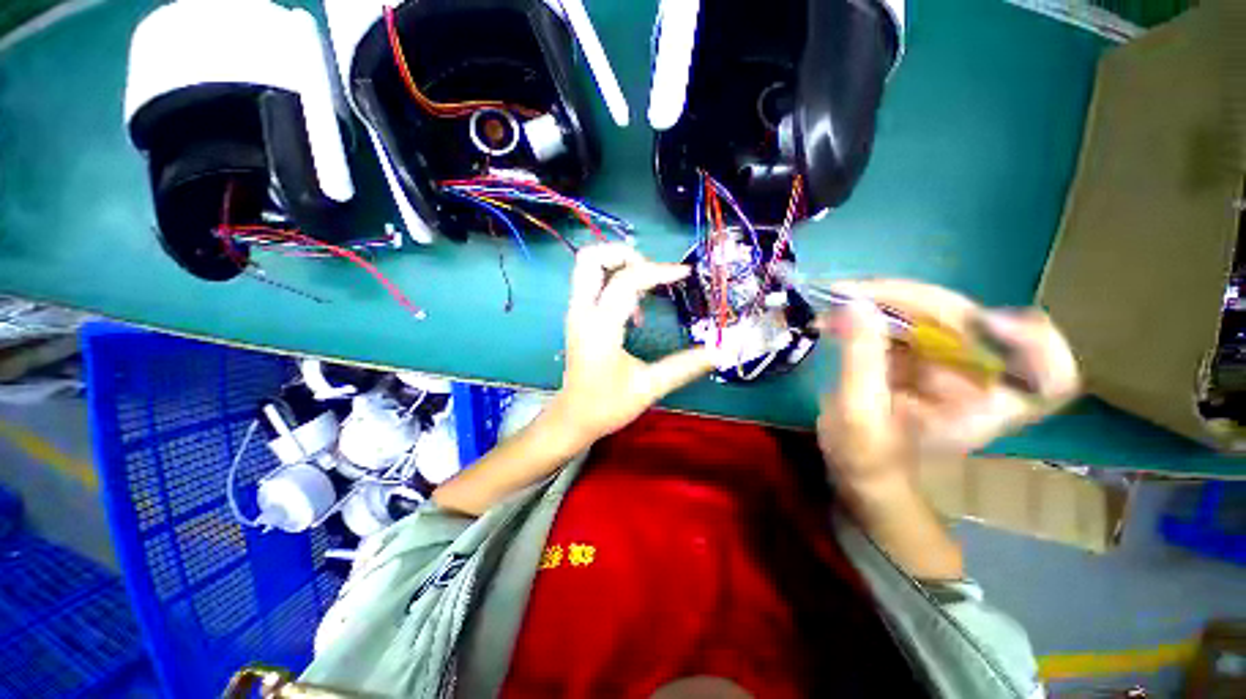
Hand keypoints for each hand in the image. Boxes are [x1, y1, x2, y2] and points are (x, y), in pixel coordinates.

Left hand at [549, 244, 714, 445]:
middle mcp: (582, 312)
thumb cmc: (606, 406)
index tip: (683, 274)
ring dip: (618, 264)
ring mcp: (575, 312)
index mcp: (600, 327)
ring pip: (587, 266)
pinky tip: (634, 308)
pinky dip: (613, 279)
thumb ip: (684, 367)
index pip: (626, 281)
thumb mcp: (649, 387)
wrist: (573, 418)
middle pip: (590, 257)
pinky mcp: (577, 317)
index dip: (657, 271)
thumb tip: (720, 351)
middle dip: (624, 254)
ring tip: (646, 287)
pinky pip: (591, 282)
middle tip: (651, 271)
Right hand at [818, 279, 1079, 489]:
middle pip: (969, 321)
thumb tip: (855, 305)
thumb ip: (860, 359)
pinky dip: (874, 309)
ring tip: (839, 296)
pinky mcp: (921, 353)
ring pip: (934, 311)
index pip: (1049, 377)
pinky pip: (906, 318)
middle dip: (911, 300)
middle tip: (854, 293)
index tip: (988, 323)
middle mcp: (976, 378)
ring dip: (885, 299)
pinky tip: (842, 310)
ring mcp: (948, 362)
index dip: (1032, 343)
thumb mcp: (857, 413)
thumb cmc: (863, 453)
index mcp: (981, 408)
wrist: (857, 462)